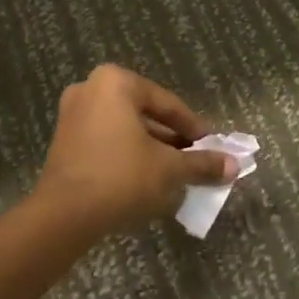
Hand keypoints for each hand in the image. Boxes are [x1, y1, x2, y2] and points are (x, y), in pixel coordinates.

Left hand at [34, 65, 236, 235]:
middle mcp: (90, 88)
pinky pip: (106, 141)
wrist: (64, 215)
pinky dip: (128, 154)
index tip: (212, 147)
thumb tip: (234, 166)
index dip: (194, 128)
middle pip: (145, 113)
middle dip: (171, 138)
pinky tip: (146, 178)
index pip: (167, 104)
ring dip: (151, 147)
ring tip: (175, 172)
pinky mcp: (64, 141)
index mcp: (116, 82)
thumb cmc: (121, 177)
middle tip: (195, 159)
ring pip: (125, 128)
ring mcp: (72, 114)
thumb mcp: (169, 169)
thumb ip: (202, 163)